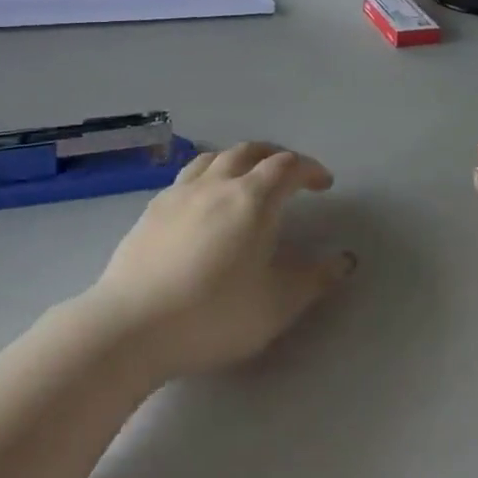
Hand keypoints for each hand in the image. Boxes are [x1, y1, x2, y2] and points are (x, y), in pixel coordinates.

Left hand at [86, 143, 354, 381]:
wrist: (132, 325)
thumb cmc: (214, 315)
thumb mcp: (277, 304)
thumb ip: (315, 278)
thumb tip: (344, 259)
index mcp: (252, 199)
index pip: (287, 166)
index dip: (309, 169)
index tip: (324, 184)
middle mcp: (216, 184)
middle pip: (249, 151)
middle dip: (275, 157)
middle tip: (290, 175)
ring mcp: (179, 193)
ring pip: (214, 158)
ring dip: (239, 160)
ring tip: (247, 179)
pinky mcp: (152, 209)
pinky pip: (187, 176)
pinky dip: (208, 175)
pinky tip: (204, 201)